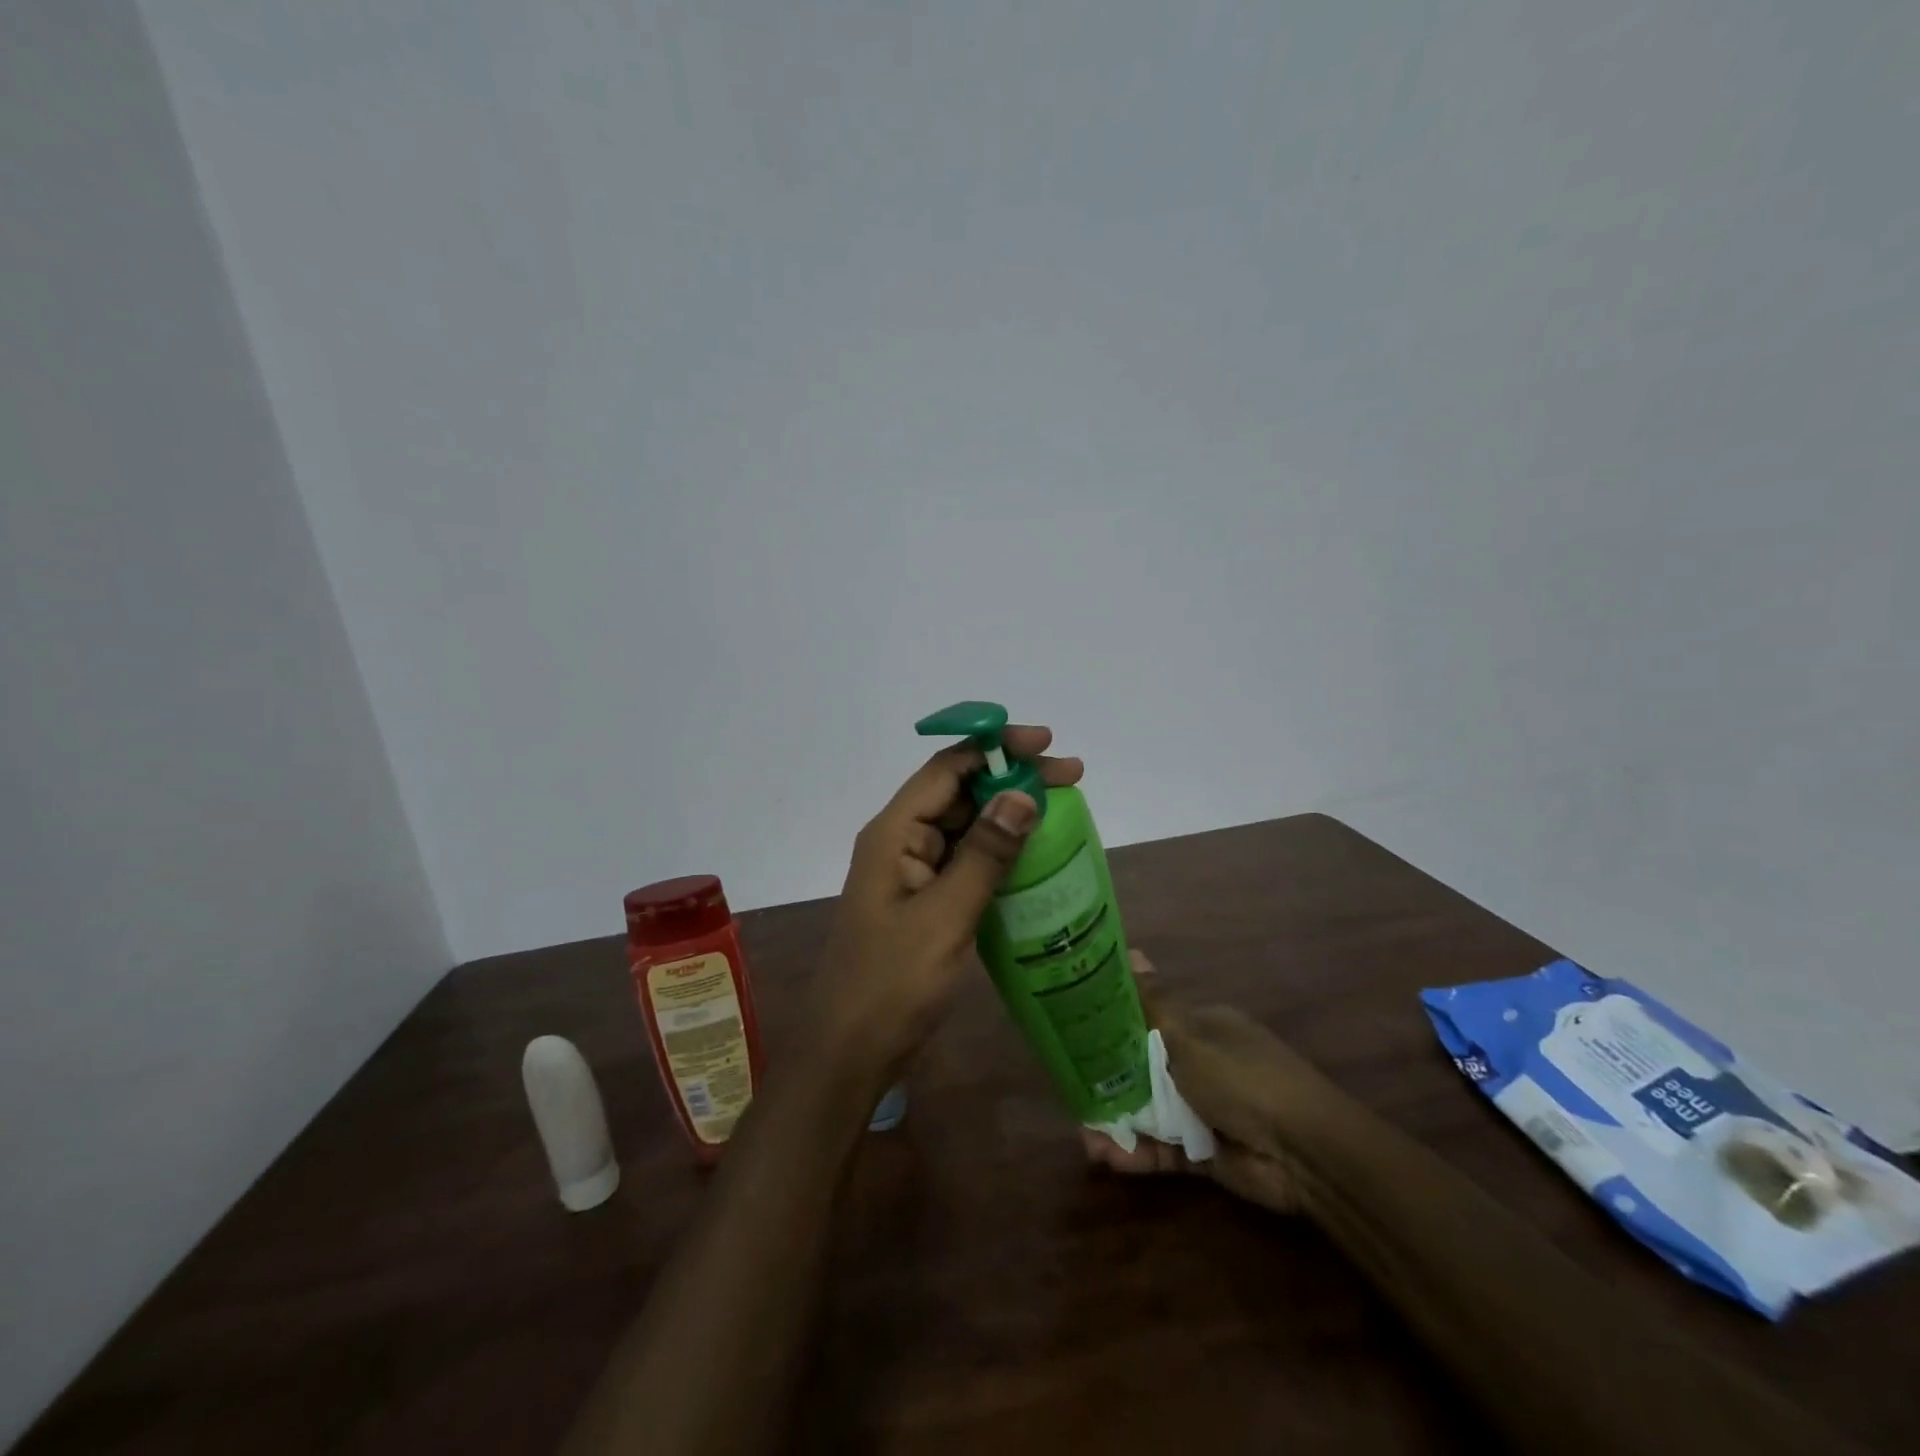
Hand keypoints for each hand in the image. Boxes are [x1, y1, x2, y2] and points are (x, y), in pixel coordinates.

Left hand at [809, 726, 1083, 1089]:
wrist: (851, 1052)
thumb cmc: (892, 983)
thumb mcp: (945, 916)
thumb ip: (985, 855)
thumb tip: (1022, 796)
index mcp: (893, 833)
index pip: (947, 769)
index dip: (995, 748)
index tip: (1046, 744)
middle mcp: (900, 842)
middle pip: (958, 792)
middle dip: (1011, 779)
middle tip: (1071, 778)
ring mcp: (912, 873)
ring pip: (964, 826)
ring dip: (1008, 814)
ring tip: (1063, 809)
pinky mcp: (924, 901)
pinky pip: (965, 860)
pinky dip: (999, 851)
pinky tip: (1034, 856)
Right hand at [1082, 950, 1325, 1212]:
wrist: (1304, 1152)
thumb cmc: (1242, 1077)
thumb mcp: (1189, 1035)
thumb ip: (1153, 1003)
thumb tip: (1133, 951)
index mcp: (1201, 1027)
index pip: (1148, 1020)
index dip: (1113, 1027)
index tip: (1077, 1035)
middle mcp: (1199, 1064)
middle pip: (1142, 1069)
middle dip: (1108, 1082)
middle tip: (1072, 1093)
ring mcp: (1202, 1109)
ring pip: (1148, 1112)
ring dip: (1117, 1122)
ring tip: (1085, 1139)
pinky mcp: (1203, 1152)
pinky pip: (1162, 1149)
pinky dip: (1136, 1153)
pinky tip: (1105, 1157)